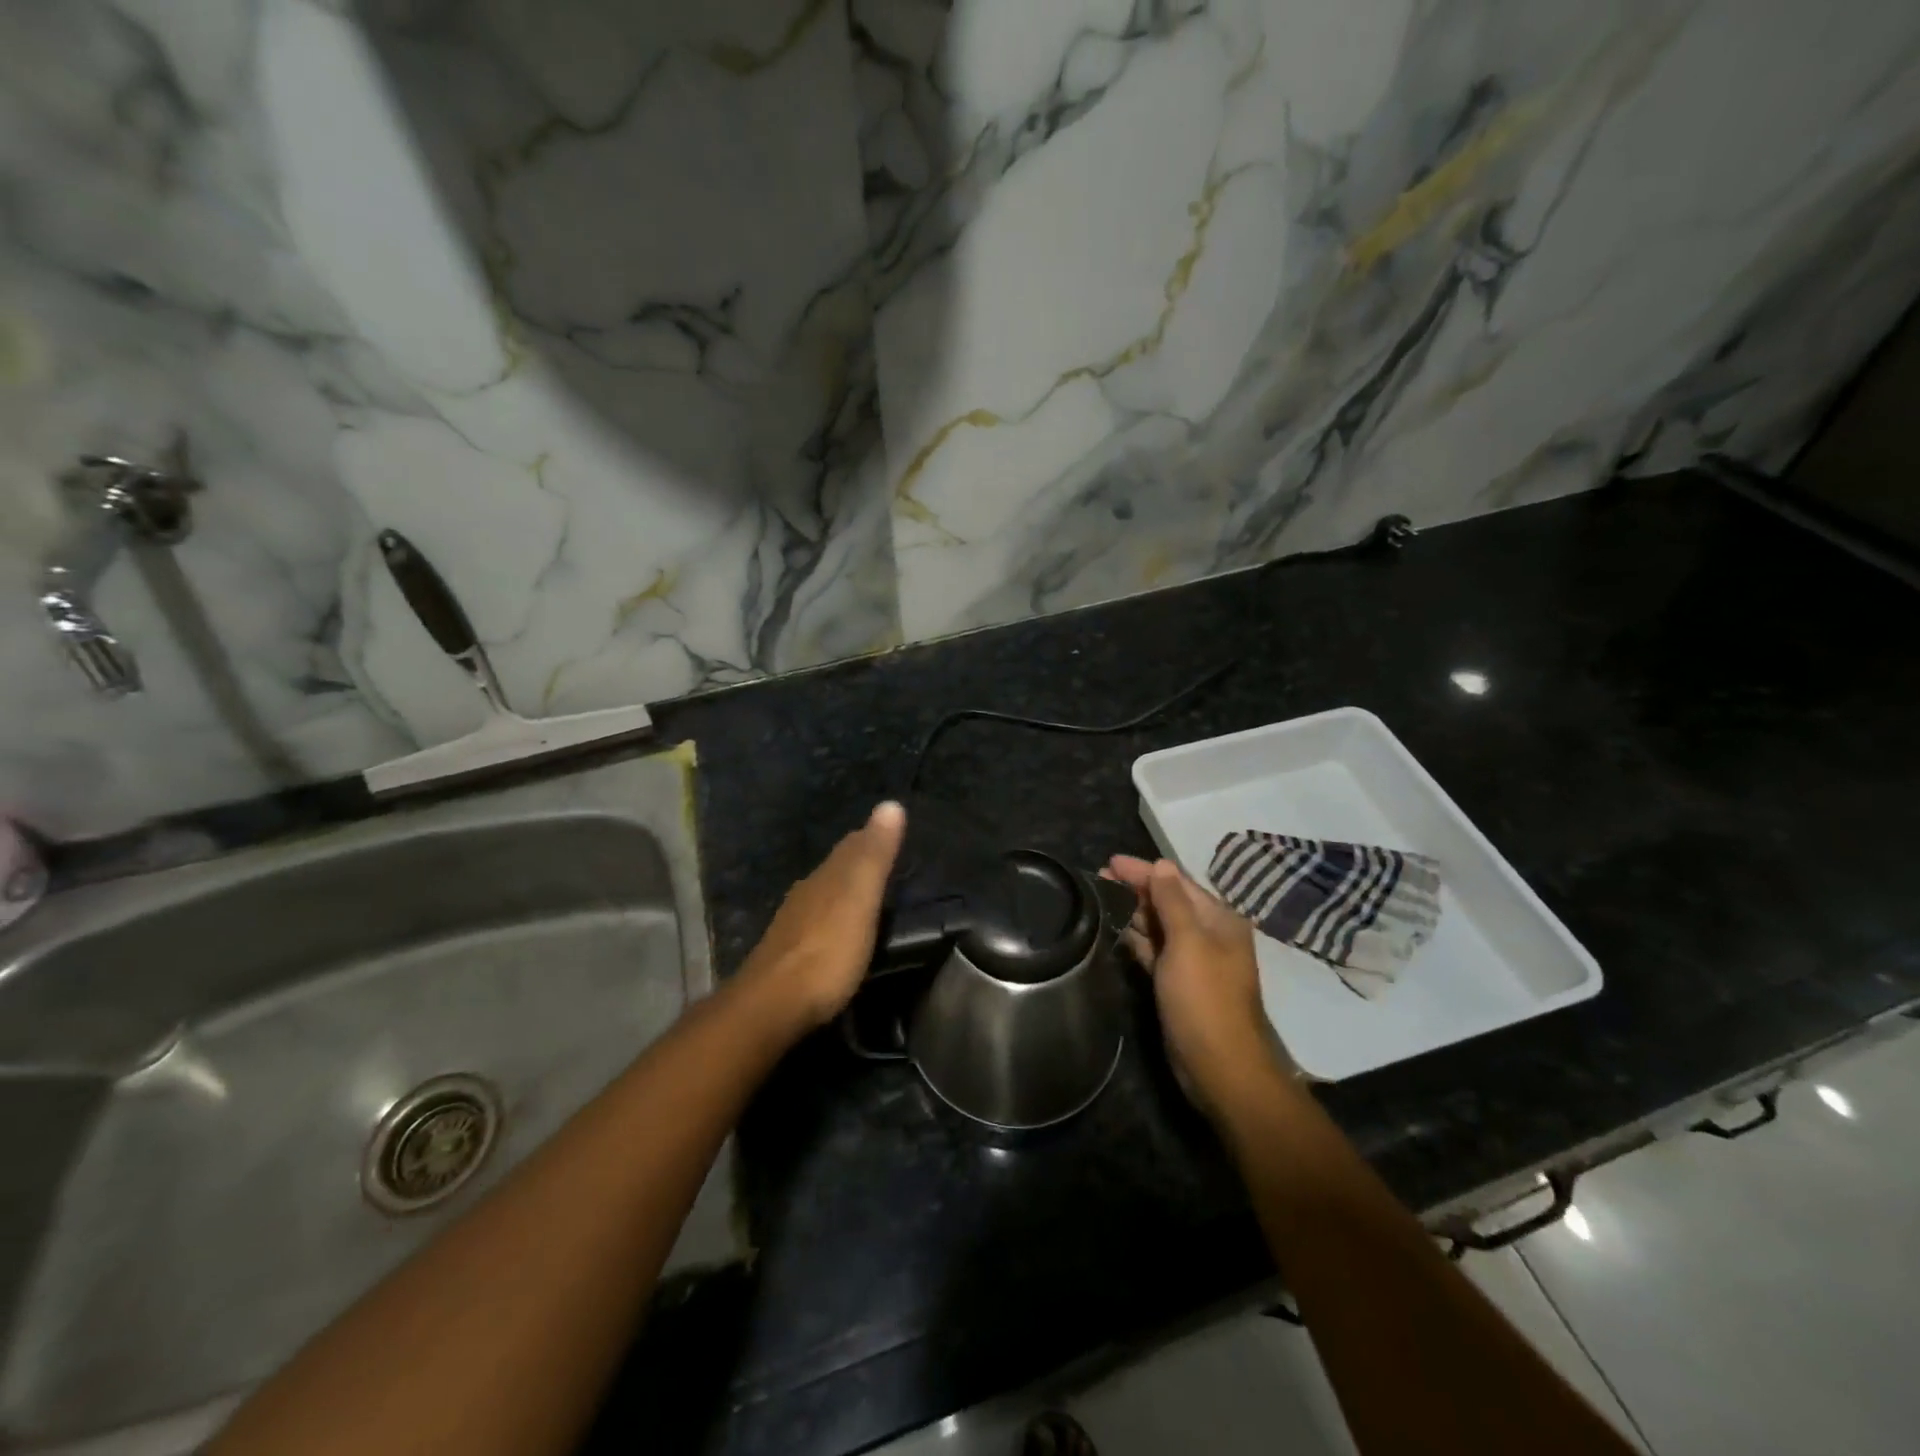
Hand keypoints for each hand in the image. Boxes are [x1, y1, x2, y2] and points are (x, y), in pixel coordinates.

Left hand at [736, 801, 906, 1033]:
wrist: (772, 1004)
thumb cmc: (827, 949)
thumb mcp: (860, 897)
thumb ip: (874, 854)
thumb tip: (890, 803)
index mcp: (826, 877)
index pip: (851, 846)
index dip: (870, 837)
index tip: (889, 830)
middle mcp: (807, 893)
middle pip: (835, 869)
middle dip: (856, 862)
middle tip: (881, 859)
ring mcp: (793, 925)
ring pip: (822, 896)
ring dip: (842, 891)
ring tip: (862, 894)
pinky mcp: (787, 956)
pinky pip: (815, 924)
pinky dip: (830, 919)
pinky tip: (835, 931)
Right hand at [1103, 855, 1294, 1109]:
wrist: (1220, 1067)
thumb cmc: (1204, 999)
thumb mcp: (1188, 943)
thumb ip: (1172, 902)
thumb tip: (1161, 864)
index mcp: (1219, 920)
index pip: (1177, 883)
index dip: (1144, 870)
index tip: (1109, 862)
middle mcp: (1209, 935)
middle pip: (1168, 902)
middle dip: (1136, 889)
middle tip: (1097, 879)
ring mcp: (1194, 961)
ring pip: (1160, 927)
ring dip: (1133, 912)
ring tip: (1098, 900)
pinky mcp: (1178, 984)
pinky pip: (1155, 951)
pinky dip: (1137, 940)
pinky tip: (1113, 931)